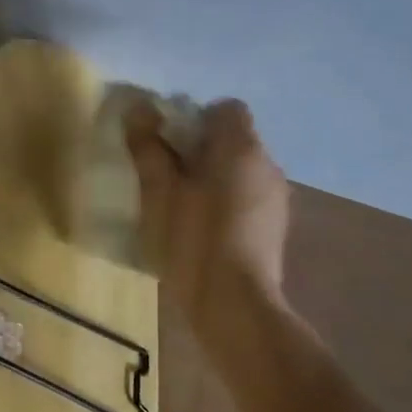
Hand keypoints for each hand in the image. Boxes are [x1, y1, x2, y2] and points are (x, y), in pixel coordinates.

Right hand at [124, 98, 290, 316]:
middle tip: (163, 173)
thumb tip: (137, 107)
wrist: (233, 304)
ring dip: (210, 177)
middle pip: (232, 140)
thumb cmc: (193, 238)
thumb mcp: (159, 191)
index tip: (166, 142)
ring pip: (238, 170)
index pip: (226, 109)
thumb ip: (148, 147)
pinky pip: (245, 197)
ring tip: (178, 204)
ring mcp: (274, 198)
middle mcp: (267, 165)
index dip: (194, 118)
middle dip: (198, 149)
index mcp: (241, 148)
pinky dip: (223, 201)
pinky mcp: (273, 227)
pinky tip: (199, 229)